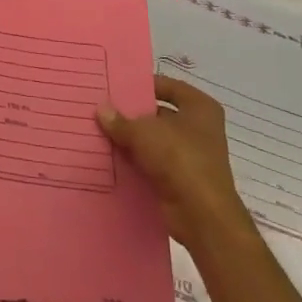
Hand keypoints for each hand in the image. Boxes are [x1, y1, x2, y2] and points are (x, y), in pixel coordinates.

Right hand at [98, 76, 255, 255]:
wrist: (201, 215)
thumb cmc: (179, 159)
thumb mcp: (143, 133)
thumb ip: (120, 120)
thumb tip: (101, 109)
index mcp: (199, 107)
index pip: (168, 86)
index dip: (144, 85)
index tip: (117, 87)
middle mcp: (199, 129)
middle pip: (159, 115)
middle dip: (132, 115)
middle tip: (102, 109)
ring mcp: (191, 156)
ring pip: (154, 141)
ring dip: (131, 140)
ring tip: (100, 132)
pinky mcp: (181, 180)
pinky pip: (152, 164)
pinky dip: (135, 162)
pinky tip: (110, 158)